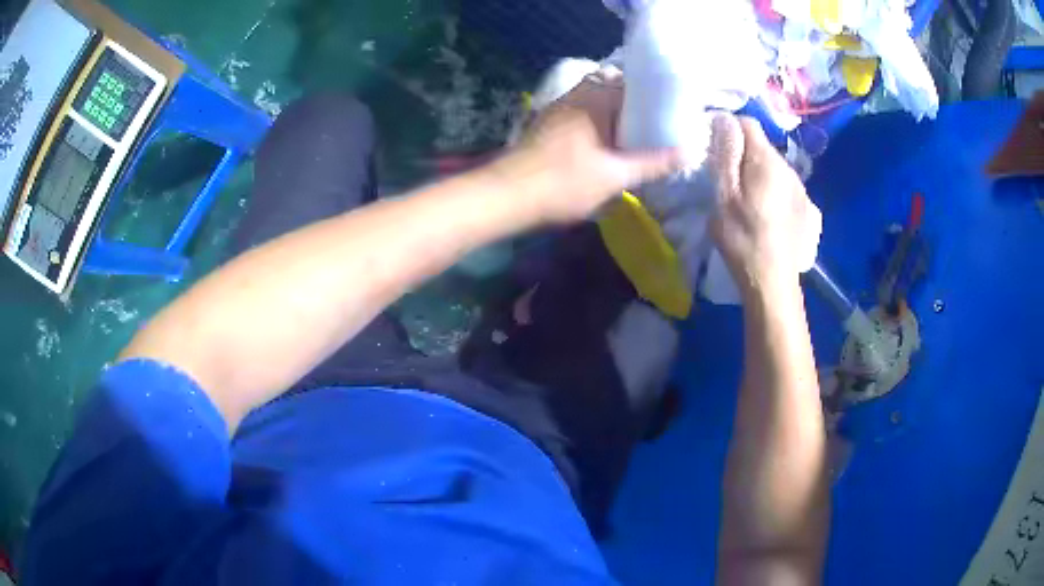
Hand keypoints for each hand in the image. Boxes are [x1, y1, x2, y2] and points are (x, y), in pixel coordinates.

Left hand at [489, 73, 681, 224]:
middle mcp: (576, 96)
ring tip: (636, 138)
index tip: (670, 109)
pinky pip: (581, 117)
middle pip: (612, 90)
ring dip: (614, 117)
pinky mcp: (547, 126)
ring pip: (595, 104)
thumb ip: (653, 163)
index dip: (653, 93)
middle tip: (656, 127)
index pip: (631, 81)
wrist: (508, 195)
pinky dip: (597, 126)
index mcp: (596, 99)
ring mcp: (558, 110)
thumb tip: (689, 153)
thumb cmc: (565, 182)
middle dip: (634, 106)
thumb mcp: (616, 176)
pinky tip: (606, 148)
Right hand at [709, 114, 821, 294]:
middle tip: (725, 177)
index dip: (726, 128)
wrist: (773, 281)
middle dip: (742, 152)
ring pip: (773, 166)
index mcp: (767, 160)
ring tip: (745, 197)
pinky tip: (766, 211)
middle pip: (761, 145)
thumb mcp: (724, 195)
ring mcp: (801, 188)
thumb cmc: (743, 238)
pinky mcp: (806, 208)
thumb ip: (726, 153)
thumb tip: (724, 119)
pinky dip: (772, 188)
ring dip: (757, 171)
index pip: (746, 122)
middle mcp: (788, 168)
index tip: (712, 147)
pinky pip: (784, 185)